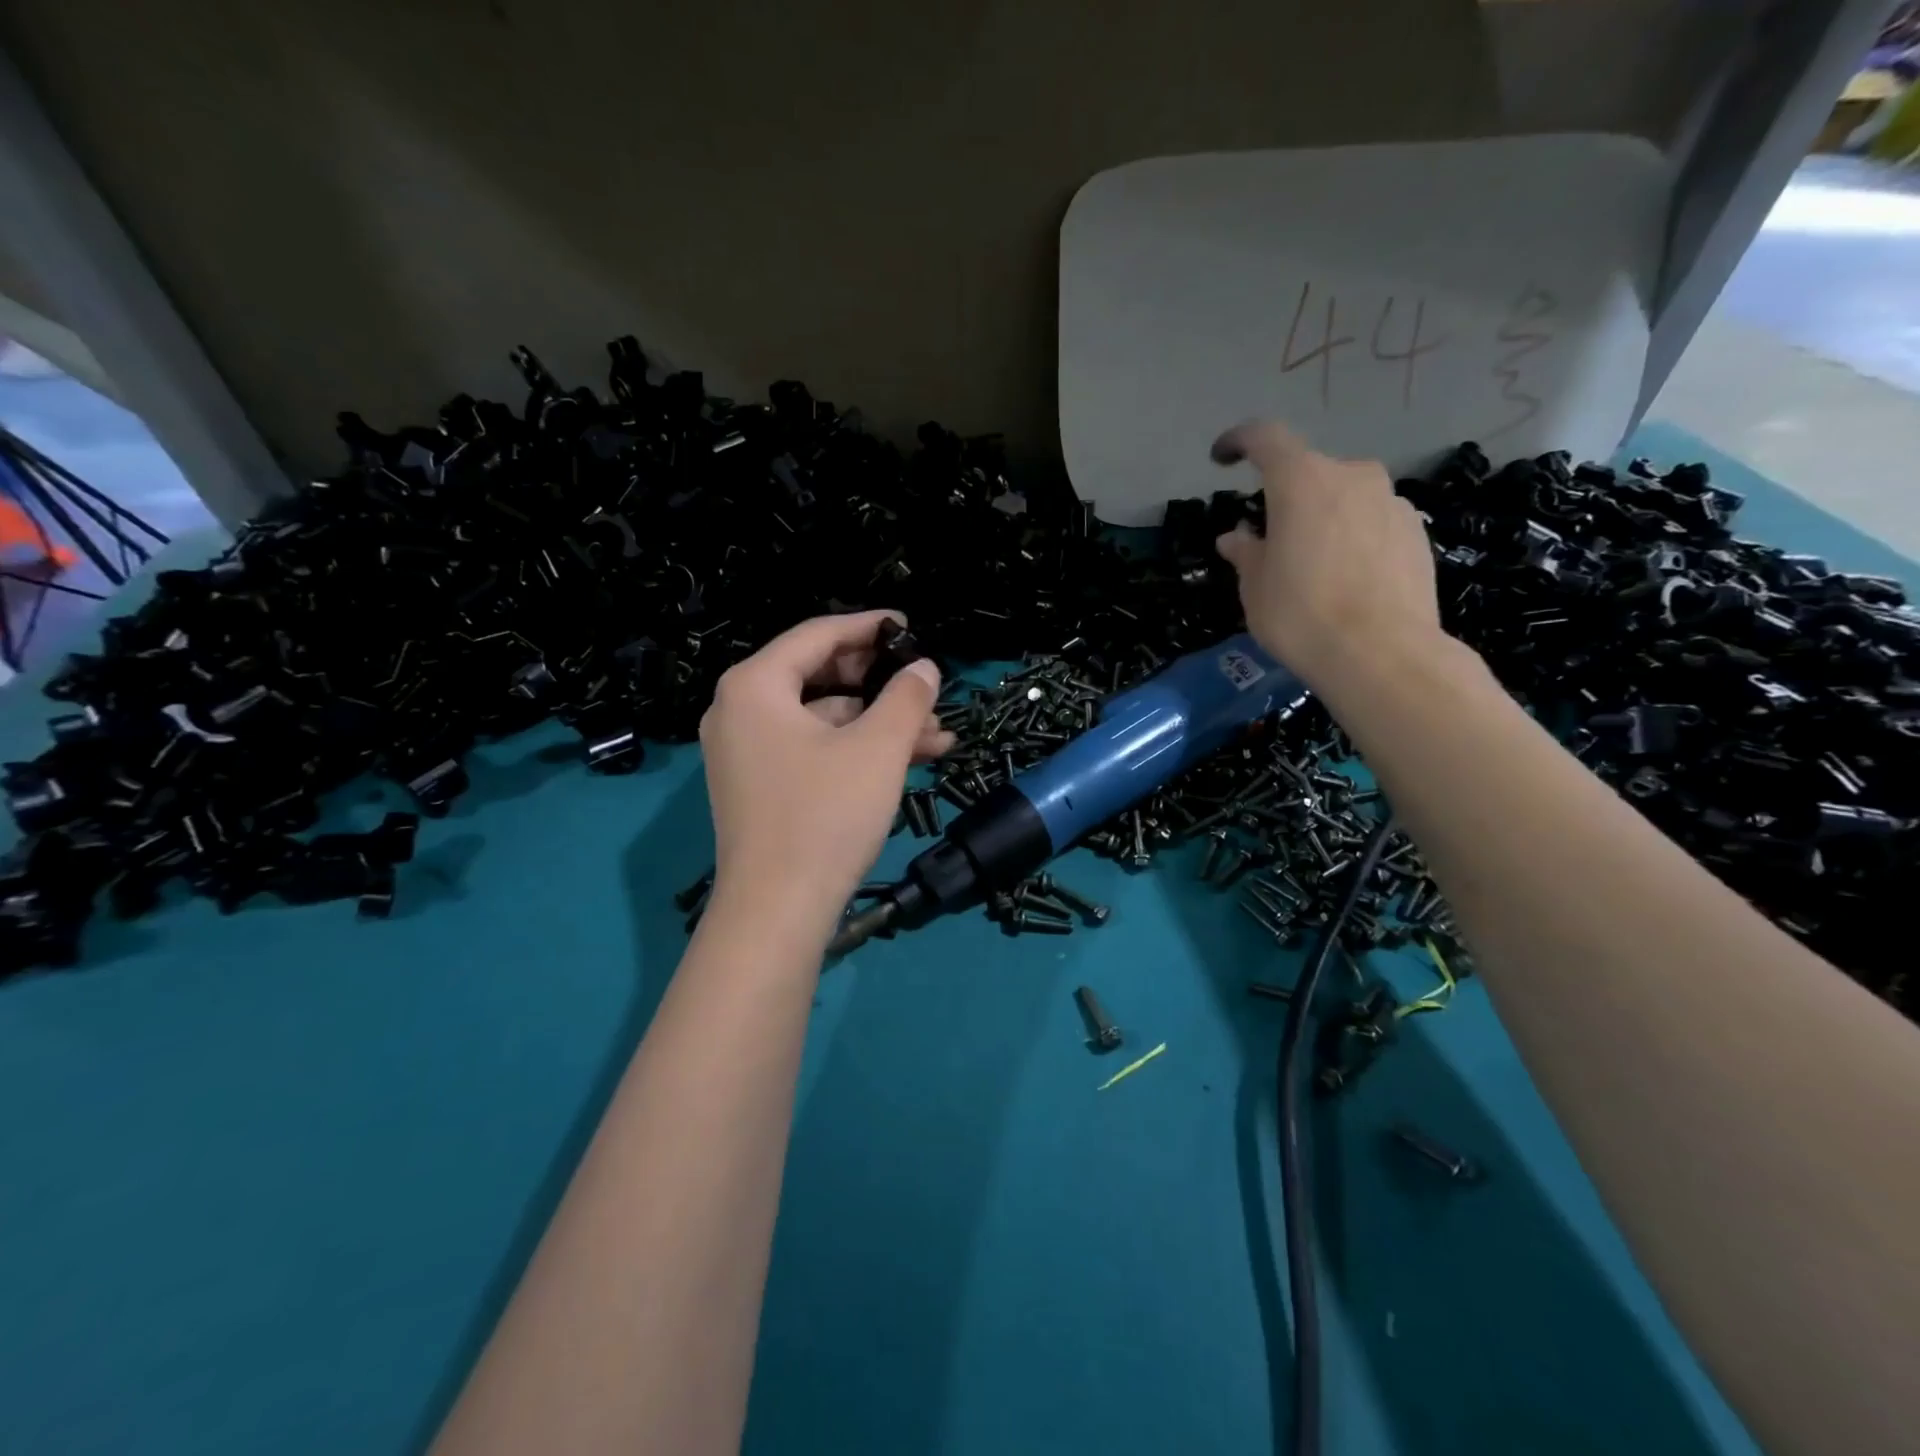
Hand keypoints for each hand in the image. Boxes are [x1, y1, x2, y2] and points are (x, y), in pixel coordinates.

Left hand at [699, 611, 951, 941]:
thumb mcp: (878, 748)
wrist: (776, 913)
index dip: (869, 626)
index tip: (910, 626)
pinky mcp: (761, 786)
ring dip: (880, 724)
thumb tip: (924, 667)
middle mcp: (740, 710)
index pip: (818, 635)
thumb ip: (906, 697)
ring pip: (824, 719)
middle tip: (927, 687)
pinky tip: (908, 761)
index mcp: (755, 686)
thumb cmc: (825, 816)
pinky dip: (857, 751)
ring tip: (938, 737)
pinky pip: (814, 750)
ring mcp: (747, 752)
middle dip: (882, 685)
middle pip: (820, 676)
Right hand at [1211, 421, 1446, 693]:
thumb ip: (1246, 553)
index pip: (1265, 438)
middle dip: (1285, 498)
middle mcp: (1351, 476)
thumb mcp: (1255, 588)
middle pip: (1308, 472)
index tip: (1222, 458)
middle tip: (1270, 540)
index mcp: (1301, 481)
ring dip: (1322, 518)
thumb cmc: (1301, 615)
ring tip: (1312, 565)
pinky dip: (1353, 537)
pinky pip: (1372, 521)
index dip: (1239, 441)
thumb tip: (1236, 538)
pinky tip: (1348, 579)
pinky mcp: (1417, 530)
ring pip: (1344, 497)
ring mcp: (1391, 501)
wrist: (1383, 654)